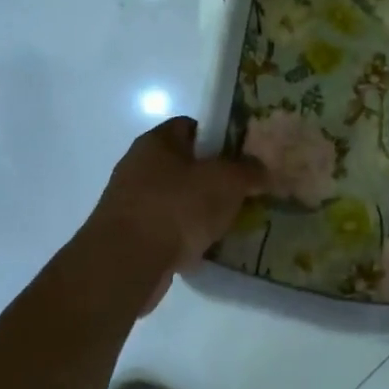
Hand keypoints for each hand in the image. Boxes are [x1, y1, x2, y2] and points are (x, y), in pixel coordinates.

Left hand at [88, 118, 265, 310]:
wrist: (127, 262)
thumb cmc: (177, 206)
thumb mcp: (226, 181)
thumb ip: (249, 170)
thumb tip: (261, 170)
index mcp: (157, 141)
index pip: (191, 126)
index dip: (220, 137)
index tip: (244, 155)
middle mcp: (139, 166)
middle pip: (186, 165)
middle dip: (215, 178)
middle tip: (244, 190)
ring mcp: (132, 202)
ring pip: (178, 199)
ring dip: (202, 210)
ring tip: (233, 222)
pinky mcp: (131, 236)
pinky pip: (169, 229)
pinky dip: (188, 237)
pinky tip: (210, 248)